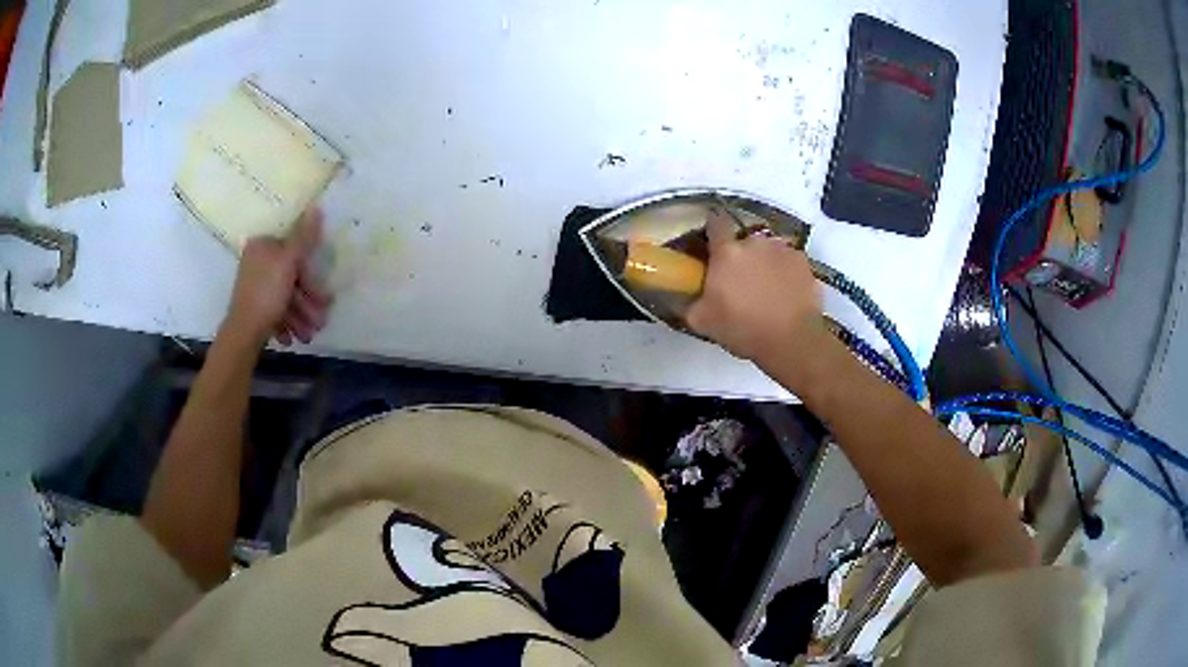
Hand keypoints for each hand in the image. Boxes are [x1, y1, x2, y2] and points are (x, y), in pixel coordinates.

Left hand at [225, 208, 332, 346]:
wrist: (243, 333)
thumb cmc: (267, 293)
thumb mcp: (289, 262)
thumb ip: (303, 237)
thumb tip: (316, 206)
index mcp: (262, 246)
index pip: (293, 253)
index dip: (310, 275)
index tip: (324, 295)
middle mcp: (256, 262)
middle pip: (290, 278)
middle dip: (307, 303)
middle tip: (320, 321)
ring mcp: (253, 286)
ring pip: (284, 298)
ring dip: (300, 317)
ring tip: (308, 336)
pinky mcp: (252, 308)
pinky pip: (274, 311)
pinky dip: (285, 324)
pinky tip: (291, 338)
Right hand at [686, 208, 829, 365]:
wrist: (792, 341)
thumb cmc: (743, 329)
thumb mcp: (702, 322)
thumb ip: (687, 302)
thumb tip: (679, 295)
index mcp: (727, 252)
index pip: (715, 222)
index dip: (712, 229)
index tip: (712, 242)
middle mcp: (755, 242)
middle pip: (744, 240)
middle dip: (741, 255)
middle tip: (740, 279)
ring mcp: (782, 250)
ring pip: (767, 250)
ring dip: (764, 262)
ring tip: (766, 288)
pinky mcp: (803, 262)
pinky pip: (788, 261)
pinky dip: (785, 272)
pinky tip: (785, 293)